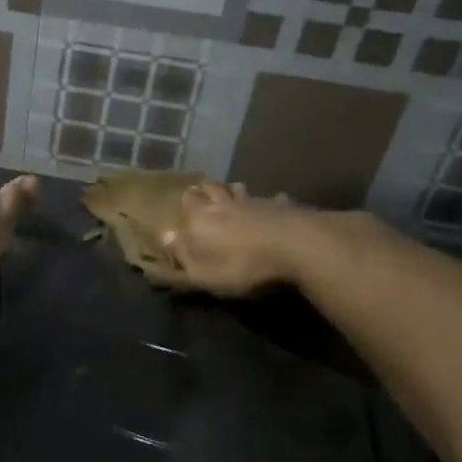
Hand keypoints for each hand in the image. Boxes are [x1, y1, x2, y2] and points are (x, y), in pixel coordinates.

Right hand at [160, 182, 315, 296]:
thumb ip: (183, 255)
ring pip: (240, 189)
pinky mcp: (284, 206)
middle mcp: (225, 204)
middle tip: (205, 193)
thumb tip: (165, 236)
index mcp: (202, 218)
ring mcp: (256, 202)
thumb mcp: (203, 273)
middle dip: (207, 190)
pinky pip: (273, 199)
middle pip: (212, 188)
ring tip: (234, 194)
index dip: (186, 202)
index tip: (185, 202)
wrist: (296, 247)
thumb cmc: (242, 265)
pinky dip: (270, 201)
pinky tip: (275, 204)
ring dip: (235, 191)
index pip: (188, 201)